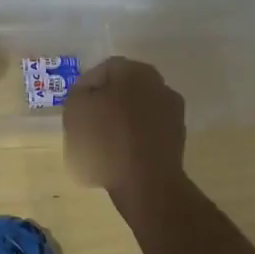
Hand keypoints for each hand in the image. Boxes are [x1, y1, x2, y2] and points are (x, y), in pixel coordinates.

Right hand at [63, 56, 186, 197]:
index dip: (86, 88)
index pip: (104, 70)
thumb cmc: (106, 141)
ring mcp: (172, 110)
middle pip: (124, 88)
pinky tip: (123, 154)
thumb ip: (79, 91)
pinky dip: (136, 136)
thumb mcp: (76, 109)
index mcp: (134, 70)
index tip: (76, 108)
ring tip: (104, 142)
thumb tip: (90, 91)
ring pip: (137, 108)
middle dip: (106, 101)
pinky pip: (149, 129)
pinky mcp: (178, 136)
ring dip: (122, 119)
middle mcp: (158, 83)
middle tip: (88, 122)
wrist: (146, 183)